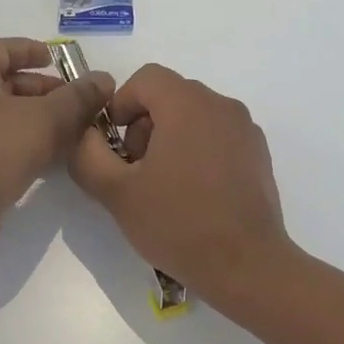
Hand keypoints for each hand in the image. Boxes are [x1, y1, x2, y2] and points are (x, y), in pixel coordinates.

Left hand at [0, 38, 112, 261]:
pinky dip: (31, 145)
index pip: (1, 48)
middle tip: (81, 102)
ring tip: (79, 131)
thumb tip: (104, 78)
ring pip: (10, 117)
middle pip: (10, 84)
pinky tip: (59, 159)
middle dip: (48, 91)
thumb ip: (77, 97)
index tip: (59, 59)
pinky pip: (5, 145)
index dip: (31, 50)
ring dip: (44, 121)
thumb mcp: (44, 119)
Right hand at [68, 63, 294, 303]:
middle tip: (135, 169)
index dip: (121, 103)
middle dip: (144, 124)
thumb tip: (85, 135)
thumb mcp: (116, 192)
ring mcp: (245, 129)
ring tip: (162, 184)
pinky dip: (198, 149)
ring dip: (170, 137)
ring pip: (195, 115)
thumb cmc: (178, 223)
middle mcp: (221, 105)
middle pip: (170, 94)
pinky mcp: (258, 154)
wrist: (246, 266)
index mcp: (188, 104)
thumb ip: (88, 155)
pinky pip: (218, 135)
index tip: (114, 144)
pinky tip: (194, 193)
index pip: (146, 78)